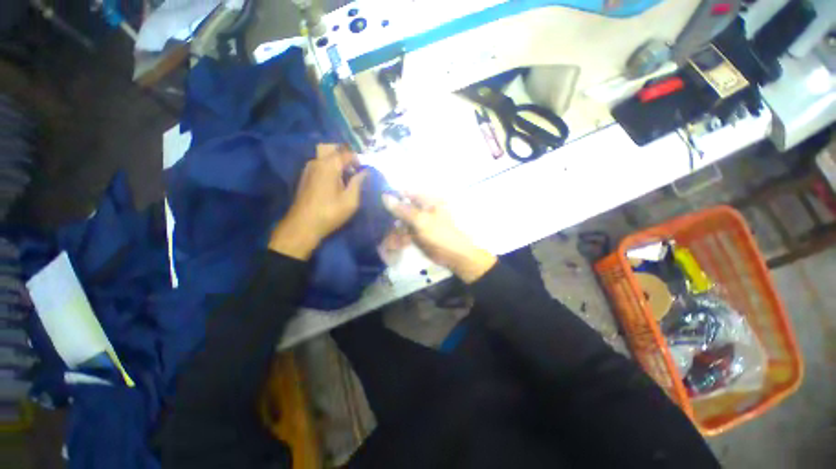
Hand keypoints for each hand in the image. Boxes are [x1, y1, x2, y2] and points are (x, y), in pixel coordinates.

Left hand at [269, 144, 367, 259]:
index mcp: (329, 165)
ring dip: (337, 162)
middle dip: (346, 156)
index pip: (347, 153)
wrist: (303, 225)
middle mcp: (317, 162)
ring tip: (346, 177)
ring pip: (325, 156)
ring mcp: (308, 168)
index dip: (358, 160)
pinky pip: (320, 164)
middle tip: (354, 170)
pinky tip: (335, 182)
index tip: (363, 171)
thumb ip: (358, 182)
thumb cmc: (330, 213)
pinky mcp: (305, 176)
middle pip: (333, 149)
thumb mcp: (350, 200)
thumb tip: (365, 172)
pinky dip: (329, 167)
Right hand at [382, 193, 495, 282]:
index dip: (393, 196)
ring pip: (400, 221)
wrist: (453, 256)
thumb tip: (385, 196)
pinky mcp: (416, 233)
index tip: (378, 202)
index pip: (406, 193)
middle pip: (401, 207)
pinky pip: (403, 231)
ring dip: (394, 229)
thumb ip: (403, 209)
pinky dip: (399, 236)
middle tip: (383, 224)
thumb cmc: (440, 235)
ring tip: (390, 237)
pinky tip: (398, 242)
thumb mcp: (421, 221)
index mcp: (427, 201)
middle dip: (392, 216)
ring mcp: (419, 221)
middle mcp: (422, 209)